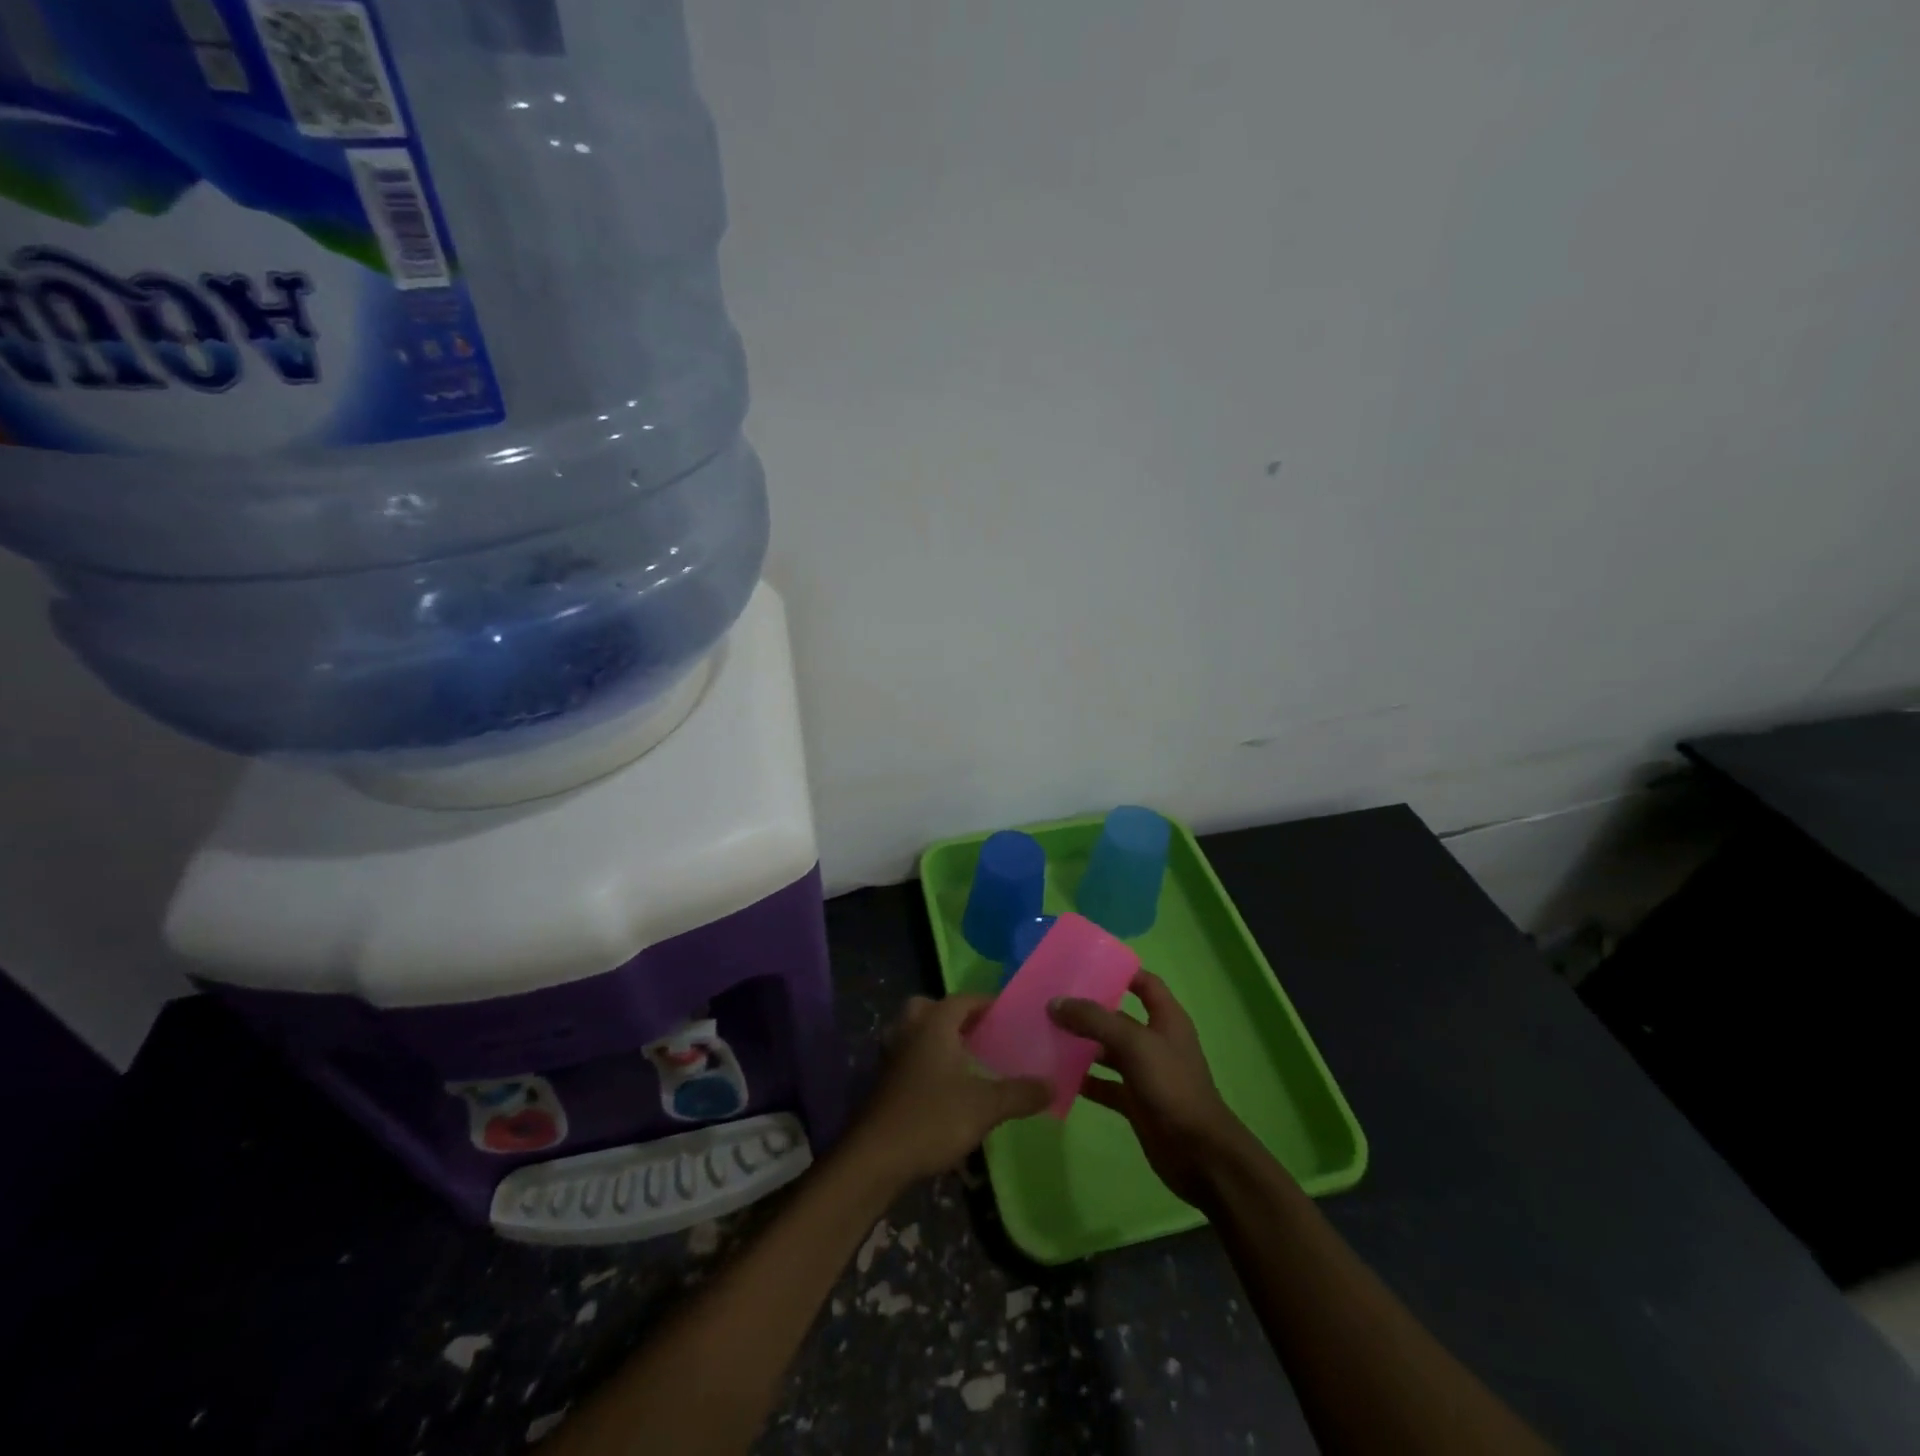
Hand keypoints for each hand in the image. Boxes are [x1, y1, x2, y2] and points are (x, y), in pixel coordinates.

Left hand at [846, 995, 1050, 1187]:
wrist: (876, 1157)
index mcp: (933, 1025)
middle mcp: (909, 1031)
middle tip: (977, 1032)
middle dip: (952, 1014)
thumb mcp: (985, 1107)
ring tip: (961, 1057)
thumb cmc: (932, 1119)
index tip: (1007, 1013)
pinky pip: (906, 1055)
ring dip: (934, 1036)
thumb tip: (1052, 1084)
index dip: (984, 1002)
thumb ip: (1019, 1093)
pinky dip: (922, 1059)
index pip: (961, 999)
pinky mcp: (883, 1081)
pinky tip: (940, 1084)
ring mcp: (891, 1056)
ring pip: (912, 1030)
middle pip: (929, 1007)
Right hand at [1049, 971, 1260, 1207]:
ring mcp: (1145, 1073)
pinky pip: (1104, 1085)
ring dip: (1081, 1045)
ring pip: (1107, 1051)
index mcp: (1166, 1018)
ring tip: (1046, 1035)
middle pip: (1118, 1017)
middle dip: (1088, 1009)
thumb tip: (1056, 1003)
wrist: (1199, 1154)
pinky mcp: (1135, 1102)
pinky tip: (1057, 1077)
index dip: (1119, 971)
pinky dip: (1084, 1081)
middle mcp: (1155, 1041)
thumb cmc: (1172, 1086)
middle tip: (1050, 1001)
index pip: (1144, 983)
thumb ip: (1094, 1020)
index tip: (1083, 966)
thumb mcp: (1134, 1043)